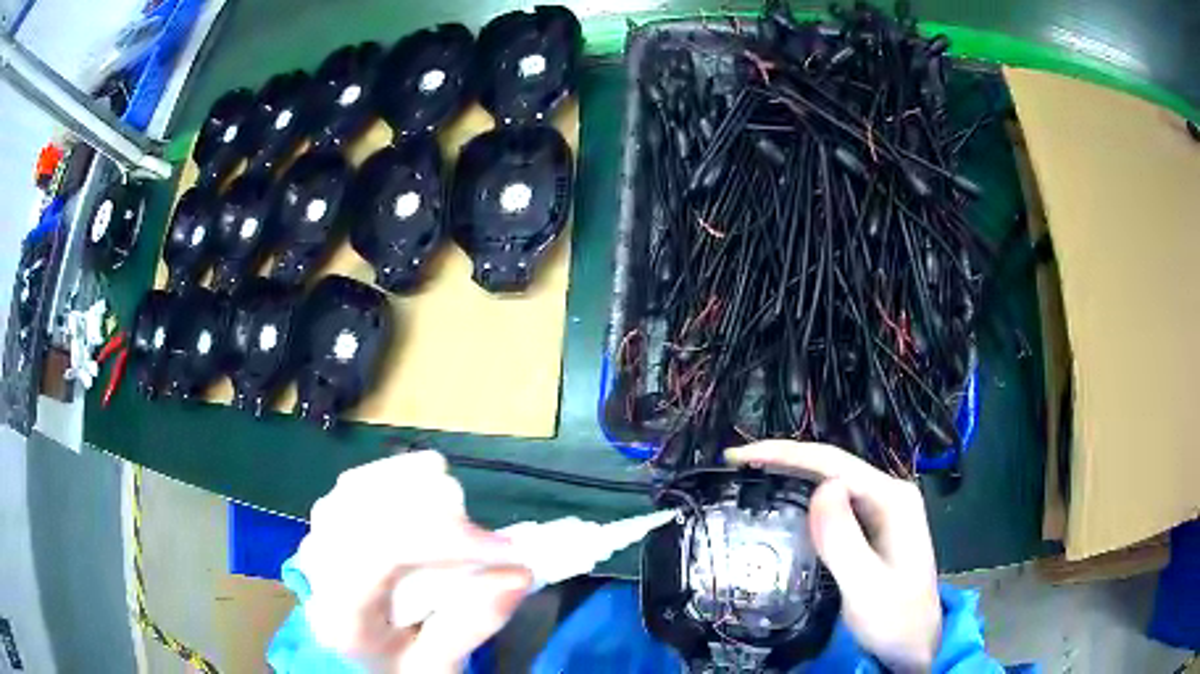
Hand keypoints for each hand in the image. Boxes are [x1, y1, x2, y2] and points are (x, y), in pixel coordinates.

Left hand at [296, 451, 530, 672]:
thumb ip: (471, 625)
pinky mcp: (327, 517)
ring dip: (420, 491)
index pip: (379, 553)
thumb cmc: (396, 665)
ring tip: (462, 516)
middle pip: (370, 511)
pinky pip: (362, 480)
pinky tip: (430, 488)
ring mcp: (316, 535)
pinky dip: (402, 477)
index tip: (504, 551)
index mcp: (340, 614)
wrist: (354, 654)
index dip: (444, 538)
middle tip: (491, 543)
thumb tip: (519, 573)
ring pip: (363, 487)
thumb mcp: (438, 665)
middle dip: (439, 515)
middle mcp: (317, 566)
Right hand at [727, 441, 940, 672]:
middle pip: (831, 467)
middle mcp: (889, 495)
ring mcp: (882, 511)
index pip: (833, 463)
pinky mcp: (872, 528)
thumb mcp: (866, 587)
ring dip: (790, 477)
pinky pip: (833, 505)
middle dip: (782, 461)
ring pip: (830, 483)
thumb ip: (843, 540)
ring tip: (748, 479)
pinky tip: (781, 505)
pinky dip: (801, 499)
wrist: (914, 645)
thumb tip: (819, 487)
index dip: (784, 454)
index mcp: (892, 499)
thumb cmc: (894, 619)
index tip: (738, 457)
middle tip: (734, 467)